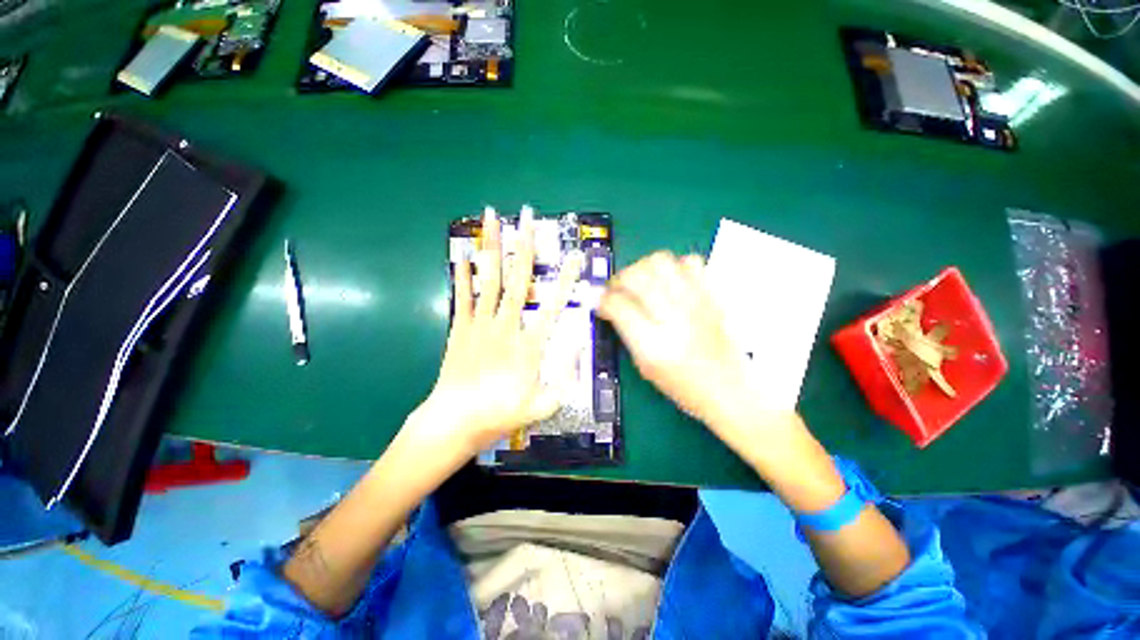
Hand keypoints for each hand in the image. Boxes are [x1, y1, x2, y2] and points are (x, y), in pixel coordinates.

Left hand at [414, 206, 581, 455]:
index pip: (553, 305)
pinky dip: (463, 274)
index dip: (566, 279)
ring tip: (492, 217)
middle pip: (518, 279)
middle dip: (524, 245)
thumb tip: (580, 343)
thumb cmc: (502, 414)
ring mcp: (480, 324)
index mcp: (529, 345)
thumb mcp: (545, 404)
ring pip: (490, 279)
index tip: (574, 256)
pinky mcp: (460, 328)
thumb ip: (567, 375)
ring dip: (492, 247)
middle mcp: (506, 326)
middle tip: (527, 216)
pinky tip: (464, 253)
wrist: (455, 422)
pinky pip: (463, 296)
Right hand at [597, 252, 793, 440]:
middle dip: (619, 279)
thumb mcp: (644, 367)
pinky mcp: (712, 295)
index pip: (618, 305)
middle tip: (618, 289)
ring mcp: (696, 302)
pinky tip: (671, 282)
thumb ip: (626, 332)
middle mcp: (674, 318)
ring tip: (643, 282)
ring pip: (660, 261)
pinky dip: (675, 266)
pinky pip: (690, 262)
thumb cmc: (684, 386)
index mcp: (652, 345)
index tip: (601, 302)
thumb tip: (610, 306)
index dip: (602, 300)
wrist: (731, 389)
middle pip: (636, 276)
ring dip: (643, 267)